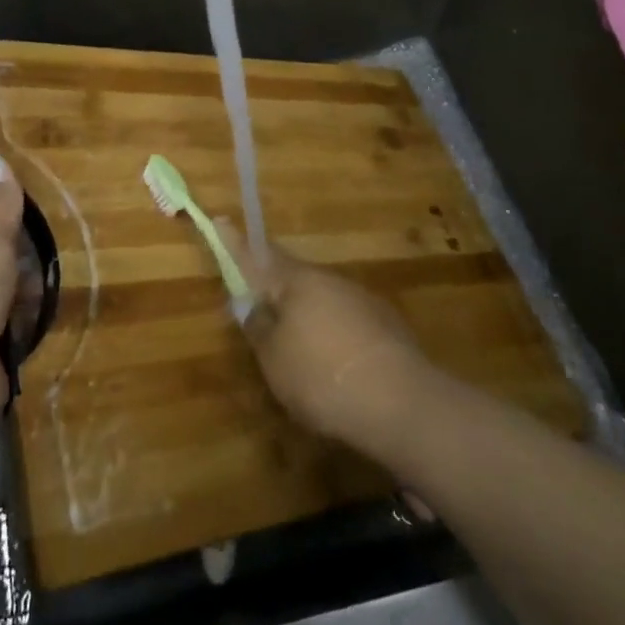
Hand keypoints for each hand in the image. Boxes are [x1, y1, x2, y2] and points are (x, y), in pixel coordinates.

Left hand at [0, 154, 23, 413]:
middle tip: (47, 284)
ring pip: (1, 321)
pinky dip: (19, 350)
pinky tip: (36, 345)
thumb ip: (0, 206)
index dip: (10, 249)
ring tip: (47, 313)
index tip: (34, 250)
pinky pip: (6, 356)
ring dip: (21, 319)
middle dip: (21, 287)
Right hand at [217, 218, 431, 454]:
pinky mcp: (387, 326)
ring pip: (322, 299)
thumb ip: (258, 329)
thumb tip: (249, 306)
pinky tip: (334, 364)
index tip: (221, 219)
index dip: (236, 242)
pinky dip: (333, 334)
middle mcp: (329, 280)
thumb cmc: (322, 377)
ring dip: (306, 314)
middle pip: (292, 277)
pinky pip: (346, 321)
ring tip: (298, 348)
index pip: (258, 254)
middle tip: (259, 307)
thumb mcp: (274, 360)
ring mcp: (362, 300)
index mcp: (296, 282)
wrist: (403, 405)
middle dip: (274, 288)